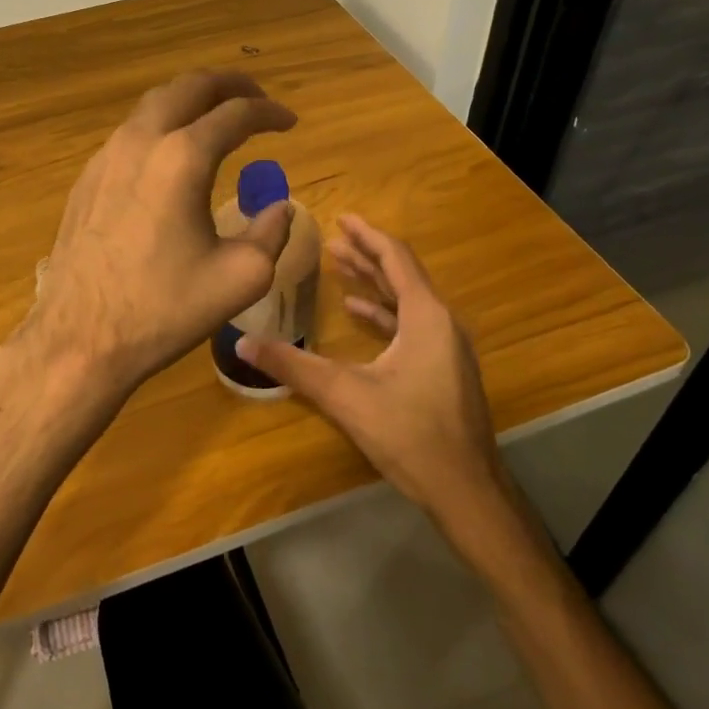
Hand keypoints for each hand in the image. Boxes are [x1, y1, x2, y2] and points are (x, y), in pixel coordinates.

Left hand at [16, 70, 296, 399]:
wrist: (80, 338)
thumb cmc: (164, 309)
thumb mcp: (240, 277)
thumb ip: (271, 233)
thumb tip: (279, 208)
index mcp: (183, 158)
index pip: (236, 114)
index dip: (270, 112)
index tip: (289, 122)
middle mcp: (140, 142)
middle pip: (188, 87)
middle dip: (228, 86)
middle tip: (255, 99)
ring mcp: (105, 158)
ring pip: (153, 106)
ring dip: (190, 103)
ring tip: (215, 120)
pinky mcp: (85, 180)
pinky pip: (129, 135)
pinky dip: (160, 128)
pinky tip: (170, 157)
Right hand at [237, 215, 500, 520]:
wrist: (465, 489)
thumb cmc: (409, 434)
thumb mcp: (344, 396)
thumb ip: (293, 366)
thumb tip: (242, 344)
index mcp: (426, 317)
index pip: (395, 259)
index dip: (367, 235)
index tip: (341, 218)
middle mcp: (442, 323)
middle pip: (402, 275)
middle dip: (366, 255)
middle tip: (332, 240)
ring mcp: (447, 348)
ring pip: (407, 301)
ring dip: (374, 283)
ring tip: (339, 267)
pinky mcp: (444, 369)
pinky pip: (412, 325)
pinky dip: (383, 314)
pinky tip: (358, 314)